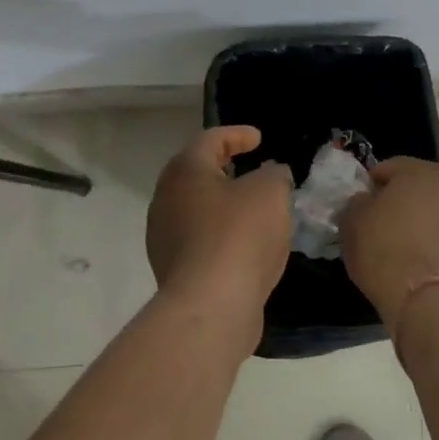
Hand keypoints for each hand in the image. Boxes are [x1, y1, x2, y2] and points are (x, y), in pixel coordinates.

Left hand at [146, 127, 292, 311]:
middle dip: (224, 168)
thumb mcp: (270, 192)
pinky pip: (199, 239)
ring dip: (223, 204)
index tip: (259, 138)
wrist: (210, 305)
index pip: (210, 139)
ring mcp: (164, 235)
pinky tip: (244, 244)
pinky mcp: (172, 268)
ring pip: (196, 208)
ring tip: (252, 208)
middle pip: (196, 173)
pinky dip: (221, 234)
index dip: (237, 134)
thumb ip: (274, 174)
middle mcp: (166, 198)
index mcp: (185, 170)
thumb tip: (271, 174)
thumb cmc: (239, 235)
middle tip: (250, 168)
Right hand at [341, 157, 438, 331]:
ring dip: (408, 216)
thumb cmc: (383, 246)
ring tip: (388, 240)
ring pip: (425, 207)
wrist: (420, 296)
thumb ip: (357, 200)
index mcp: (423, 170)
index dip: (367, 186)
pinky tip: (404, 251)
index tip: (356, 206)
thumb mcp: (353, 217)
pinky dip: (421, 234)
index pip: (386, 169)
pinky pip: (434, 228)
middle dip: (392, 198)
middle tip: (372, 221)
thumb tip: (366, 201)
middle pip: (411, 185)